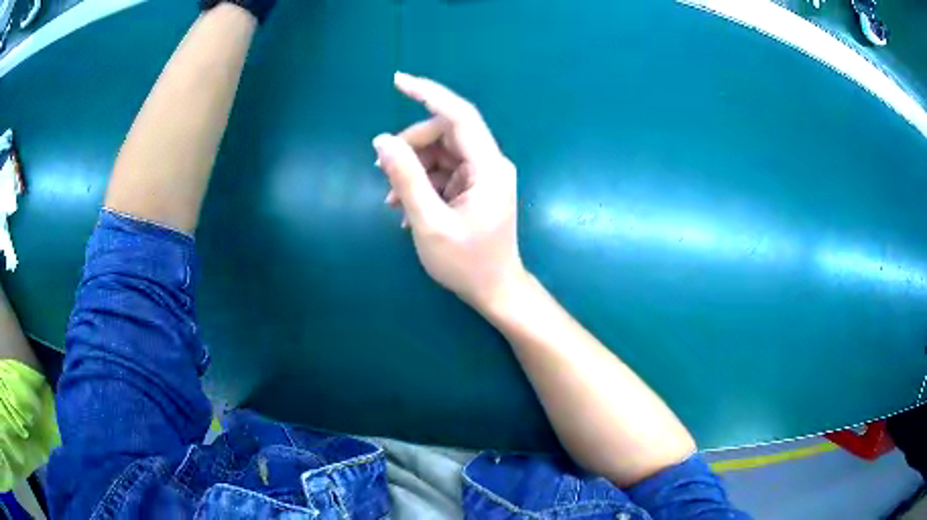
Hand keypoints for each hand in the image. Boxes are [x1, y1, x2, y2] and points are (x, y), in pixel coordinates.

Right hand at [374, 73, 526, 312]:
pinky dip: (422, 181)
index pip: (459, 115)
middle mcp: (490, 163)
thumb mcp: (429, 223)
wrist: (495, 291)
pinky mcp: (476, 186)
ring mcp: (484, 175)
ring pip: (441, 152)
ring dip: (413, 168)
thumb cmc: (466, 263)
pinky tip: (406, 206)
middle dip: (411, 146)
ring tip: (393, 199)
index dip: (428, 93)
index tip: (398, 81)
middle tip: (383, 171)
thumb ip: (406, 178)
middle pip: (446, 133)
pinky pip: (444, 170)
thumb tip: (382, 141)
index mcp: (488, 167)